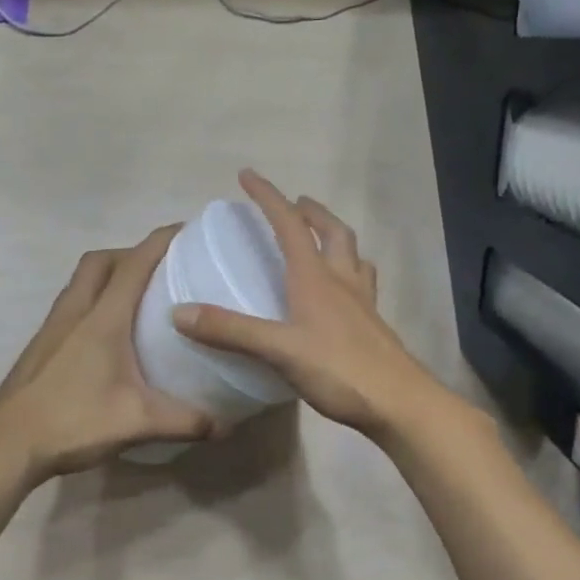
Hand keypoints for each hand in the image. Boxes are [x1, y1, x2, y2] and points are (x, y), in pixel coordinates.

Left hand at [0, 227, 215, 482]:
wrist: (7, 445)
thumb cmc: (74, 422)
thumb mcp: (139, 422)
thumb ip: (186, 421)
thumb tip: (225, 425)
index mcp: (102, 318)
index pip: (134, 264)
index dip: (161, 241)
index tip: (186, 230)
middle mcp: (74, 312)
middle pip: (100, 261)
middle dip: (130, 253)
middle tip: (160, 270)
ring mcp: (52, 327)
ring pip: (80, 281)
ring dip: (107, 276)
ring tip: (137, 298)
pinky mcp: (40, 345)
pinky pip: (70, 305)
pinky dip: (92, 301)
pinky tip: (107, 335)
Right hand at [171, 170, 447, 438]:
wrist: (399, 403)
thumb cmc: (339, 370)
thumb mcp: (277, 350)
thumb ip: (230, 330)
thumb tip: (180, 312)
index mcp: (315, 277)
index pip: (288, 224)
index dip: (268, 196)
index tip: (247, 175)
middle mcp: (342, 280)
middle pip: (332, 231)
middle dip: (311, 212)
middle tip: (294, 204)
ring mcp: (362, 303)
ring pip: (352, 255)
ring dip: (335, 237)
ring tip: (320, 239)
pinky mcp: (372, 325)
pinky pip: (361, 284)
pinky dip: (348, 272)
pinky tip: (339, 293)